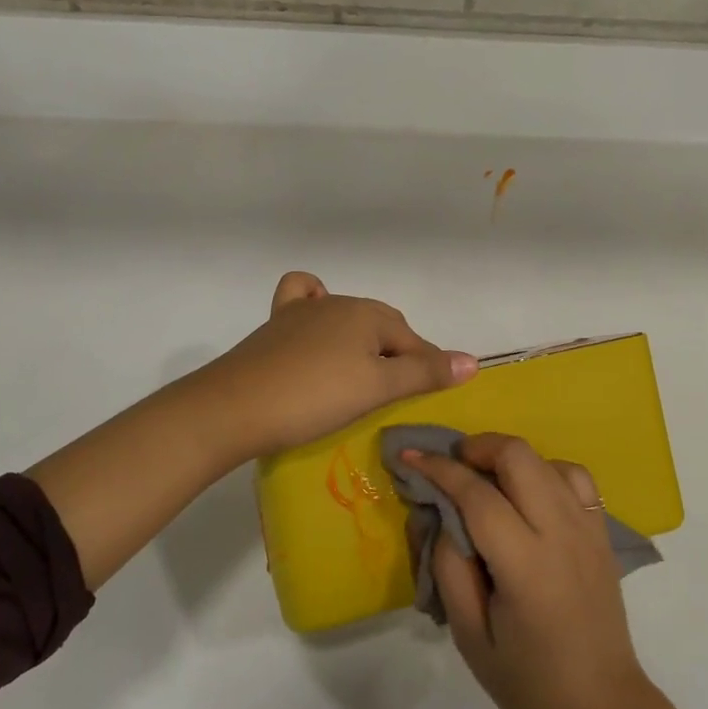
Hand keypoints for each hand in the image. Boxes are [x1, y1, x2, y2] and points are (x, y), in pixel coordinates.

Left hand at [180, 272, 476, 464]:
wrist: (235, 406)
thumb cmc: (314, 398)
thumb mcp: (376, 389)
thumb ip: (424, 373)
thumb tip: (472, 361)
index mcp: (367, 314)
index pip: (412, 341)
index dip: (427, 368)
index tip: (432, 397)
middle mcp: (338, 303)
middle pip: (382, 328)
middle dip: (397, 355)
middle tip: (398, 395)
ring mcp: (302, 311)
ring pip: (347, 319)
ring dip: (363, 342)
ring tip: (363, 375)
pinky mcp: (275, 325)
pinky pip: (303, 302)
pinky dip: (317, 309)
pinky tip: (317, 330)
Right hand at [402, 434, 657, 708]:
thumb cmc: (529, 683)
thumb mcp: (470, 637)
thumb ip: (450, 568)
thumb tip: (443, 516)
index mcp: (525, 564)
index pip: (477, 494)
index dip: (439, 469)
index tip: (410, 456)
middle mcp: (561, 533)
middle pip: (517, 456)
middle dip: (477, 448)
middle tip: (451, 466)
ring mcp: (588, 529)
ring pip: (546, 459)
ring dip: (509, 458)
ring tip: (486, 479)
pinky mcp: (602, 533)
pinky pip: (574, 478)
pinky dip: (545, 470)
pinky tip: (528, 494)